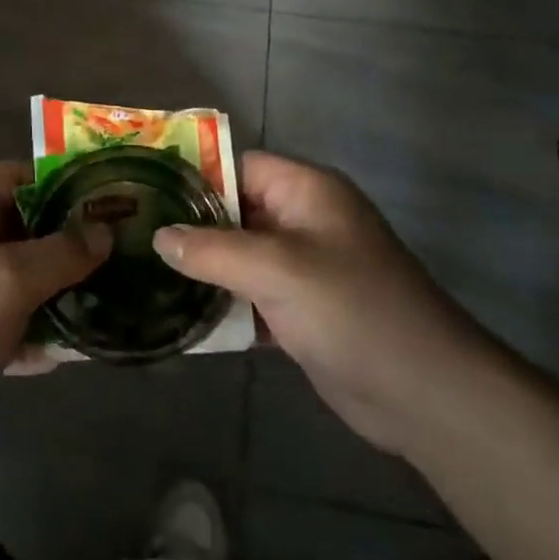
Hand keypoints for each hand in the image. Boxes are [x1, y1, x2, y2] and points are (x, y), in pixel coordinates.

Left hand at [0, 162, 111, 434]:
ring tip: (105, 303)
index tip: (108, 204)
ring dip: (55, 290)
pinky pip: (5, 318)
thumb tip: (104, 230)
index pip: (18, 176)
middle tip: (117, 257)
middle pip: (22, 227)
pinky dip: (32, 330)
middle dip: (67, 244)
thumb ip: (62, 252)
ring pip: (17, 276)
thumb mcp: (10, 279)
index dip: (63, 185)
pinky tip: (68, 353)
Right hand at [154, 151, 498, 452]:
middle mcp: (304, 221)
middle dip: (191, 227)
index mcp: (306, 191)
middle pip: (236, 211)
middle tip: (135, 239)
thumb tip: (158, 236)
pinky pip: (252, 295)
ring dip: (204, 269)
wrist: (423, 392)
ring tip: (146, 275)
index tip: (146, 195)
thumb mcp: (275, 269)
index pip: (239, 166)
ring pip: (241, 256)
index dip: (196, 178)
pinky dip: (224, 304)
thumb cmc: (350, 309)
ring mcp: (304, 268)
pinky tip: (183, 318)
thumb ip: (212, 249)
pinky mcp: (303, 310)